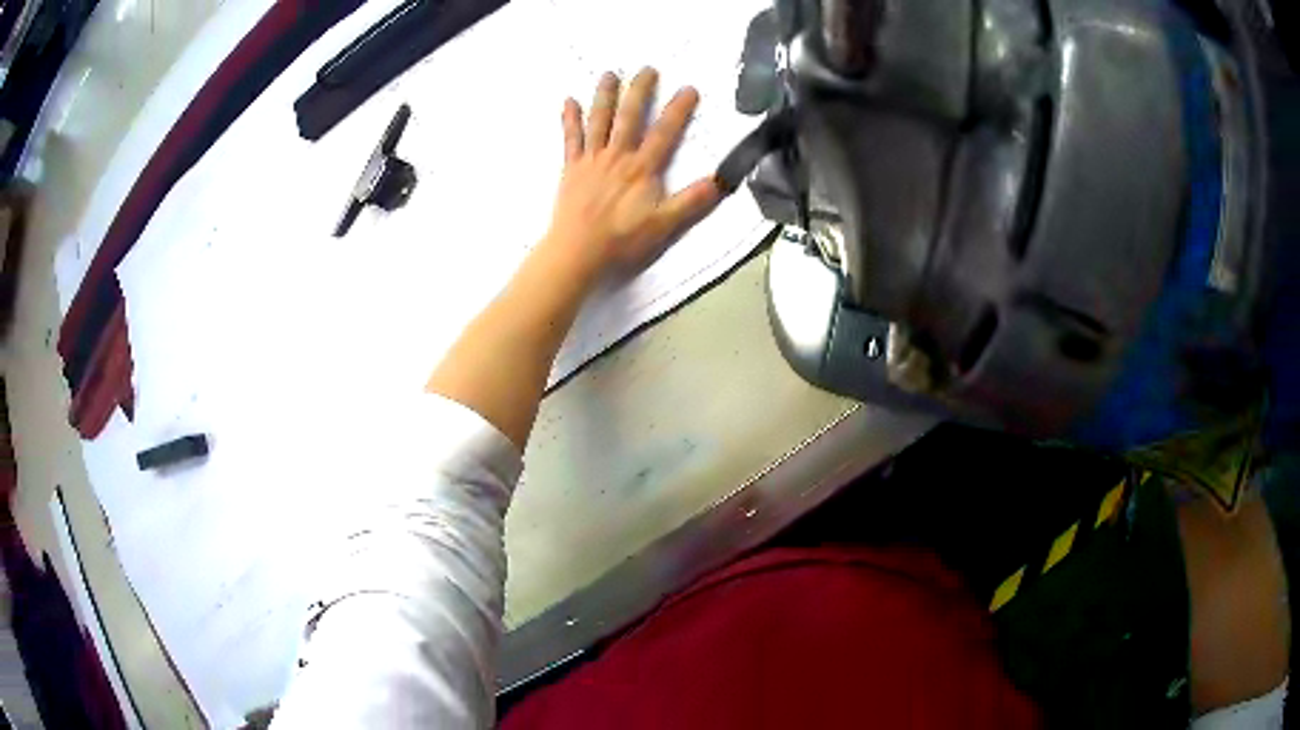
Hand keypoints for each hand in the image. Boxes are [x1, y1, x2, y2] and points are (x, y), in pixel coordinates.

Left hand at [541, 68, 721, 283]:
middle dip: (640, 91)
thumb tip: (723, 181)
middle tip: (647, 69)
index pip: (665, 132)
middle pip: (630, 116)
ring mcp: (592, 160)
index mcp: (642, 168)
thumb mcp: (665, 225)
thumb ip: (692, 201)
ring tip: (610, 74)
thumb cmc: (622, 240)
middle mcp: (618, 156)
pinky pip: (571, 138)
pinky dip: (570, 119)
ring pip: (599, 120)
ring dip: (605, 95)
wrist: (577, 252)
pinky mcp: (572, 168)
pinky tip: (569, 100)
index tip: (689, 88)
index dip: (678, 109)